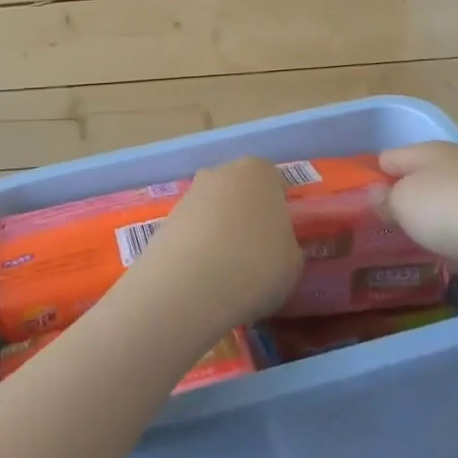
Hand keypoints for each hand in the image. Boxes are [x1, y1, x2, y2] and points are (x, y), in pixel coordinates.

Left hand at [132, 158, 303, 331]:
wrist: (189, 286)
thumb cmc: (255, 266)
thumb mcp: (292, 263)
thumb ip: (288, 246)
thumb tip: (277, 247)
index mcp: (259, 172)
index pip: (274, 183)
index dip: (278, 211)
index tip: (279, 239)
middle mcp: (222, 172)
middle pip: (240, 191)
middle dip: (245, 215)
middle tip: (253, 253)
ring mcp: (190, 193)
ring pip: (213, 210)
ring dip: (219, 231)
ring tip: (225, 272)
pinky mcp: (165, 218)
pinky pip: (191, 230)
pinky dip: (197, 247)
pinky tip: (202, 276)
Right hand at [379, 142, 457, 310]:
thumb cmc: (454, 209)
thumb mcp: (405, 201)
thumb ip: (385, 199)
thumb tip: (376, 195)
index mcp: (430, 153)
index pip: (388, 158)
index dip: (367, 177)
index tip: (347, 203)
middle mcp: (456, 171)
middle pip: (417, 184)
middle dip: (396, 205)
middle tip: (366, 234)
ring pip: (440, 214)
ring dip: (424, 229)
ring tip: (394, 252)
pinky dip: (449, 250)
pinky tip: (433, 266)